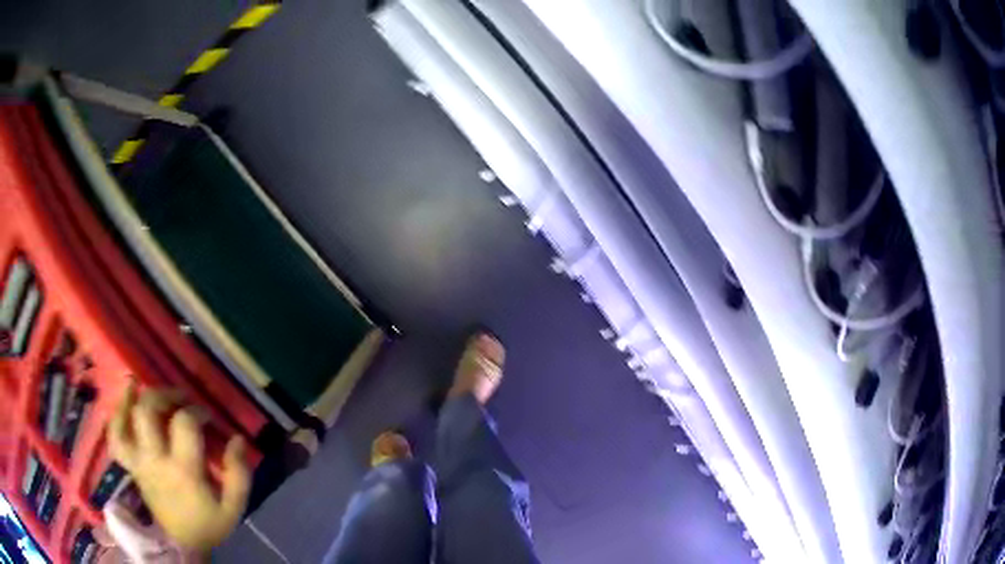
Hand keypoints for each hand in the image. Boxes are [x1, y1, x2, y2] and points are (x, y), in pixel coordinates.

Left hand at [108, 384, 250, 553]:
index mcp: (183, 470)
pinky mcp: (131, 467)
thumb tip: (238, 439)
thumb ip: (239, 474)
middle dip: (164, 394)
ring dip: (132, 399)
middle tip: (179, 397)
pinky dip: (116, 417)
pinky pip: (115, 438)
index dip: (197, 411)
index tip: (208, 417)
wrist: (183, 546)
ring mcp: (139, 462)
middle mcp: (155, 460)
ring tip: (138, 385)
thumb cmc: (209, 525)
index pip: (184, 424)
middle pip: (148, 411)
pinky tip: (123, 404)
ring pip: (126, 420)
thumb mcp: (234, 507)